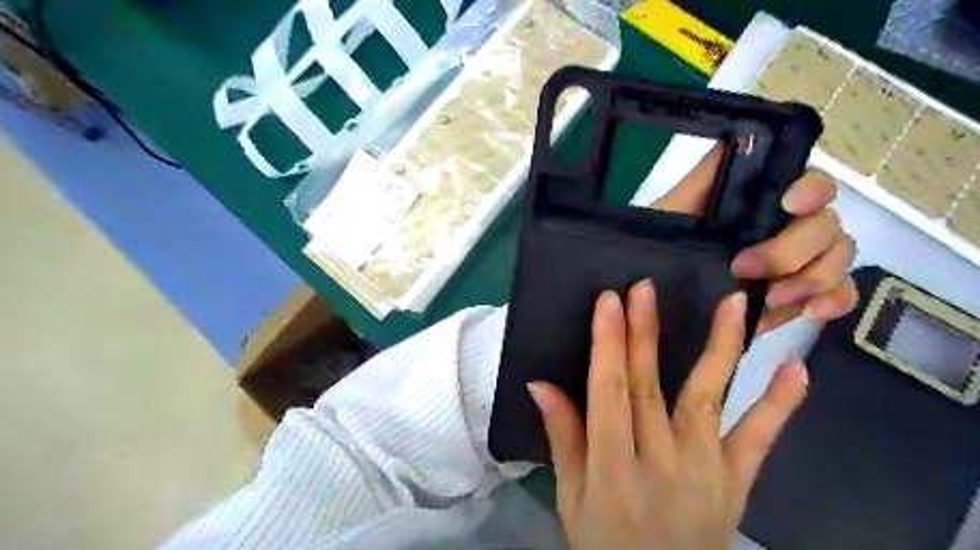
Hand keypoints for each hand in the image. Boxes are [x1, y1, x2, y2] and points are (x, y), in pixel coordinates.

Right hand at [533, 282, 807, 548]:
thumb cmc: (605, 542)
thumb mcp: (571, 496)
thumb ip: (562, 437)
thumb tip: (540, 383)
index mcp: (612, 467)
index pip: (608, 392)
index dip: (608, 344)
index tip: (609, 301)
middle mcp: (660, 461)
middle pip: (649, 386)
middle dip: (644, 333)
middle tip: (644, 288)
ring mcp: (706, 470)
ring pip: (709, 398)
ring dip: (719, 348)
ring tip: (731, 303)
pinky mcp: (737, 481)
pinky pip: (760, 439)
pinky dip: (780, 404)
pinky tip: (796, 367)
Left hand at [650, 147, 859, 332]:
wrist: (658, 294)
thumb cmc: (664, 245)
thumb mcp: (674, 210)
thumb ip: (704, 178)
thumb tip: (736, 135)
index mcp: (763, 203)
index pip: (810, 184)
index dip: (811, 189)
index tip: (789, 204)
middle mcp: (789, 227)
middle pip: (827, 225)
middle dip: (792, 248)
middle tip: (745, 267)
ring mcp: (800, 262)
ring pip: (839, 256)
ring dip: (814, 277)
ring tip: (774, 296)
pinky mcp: (802, 296)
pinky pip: (840, 294)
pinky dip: (835, 301)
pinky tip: (810, 311)